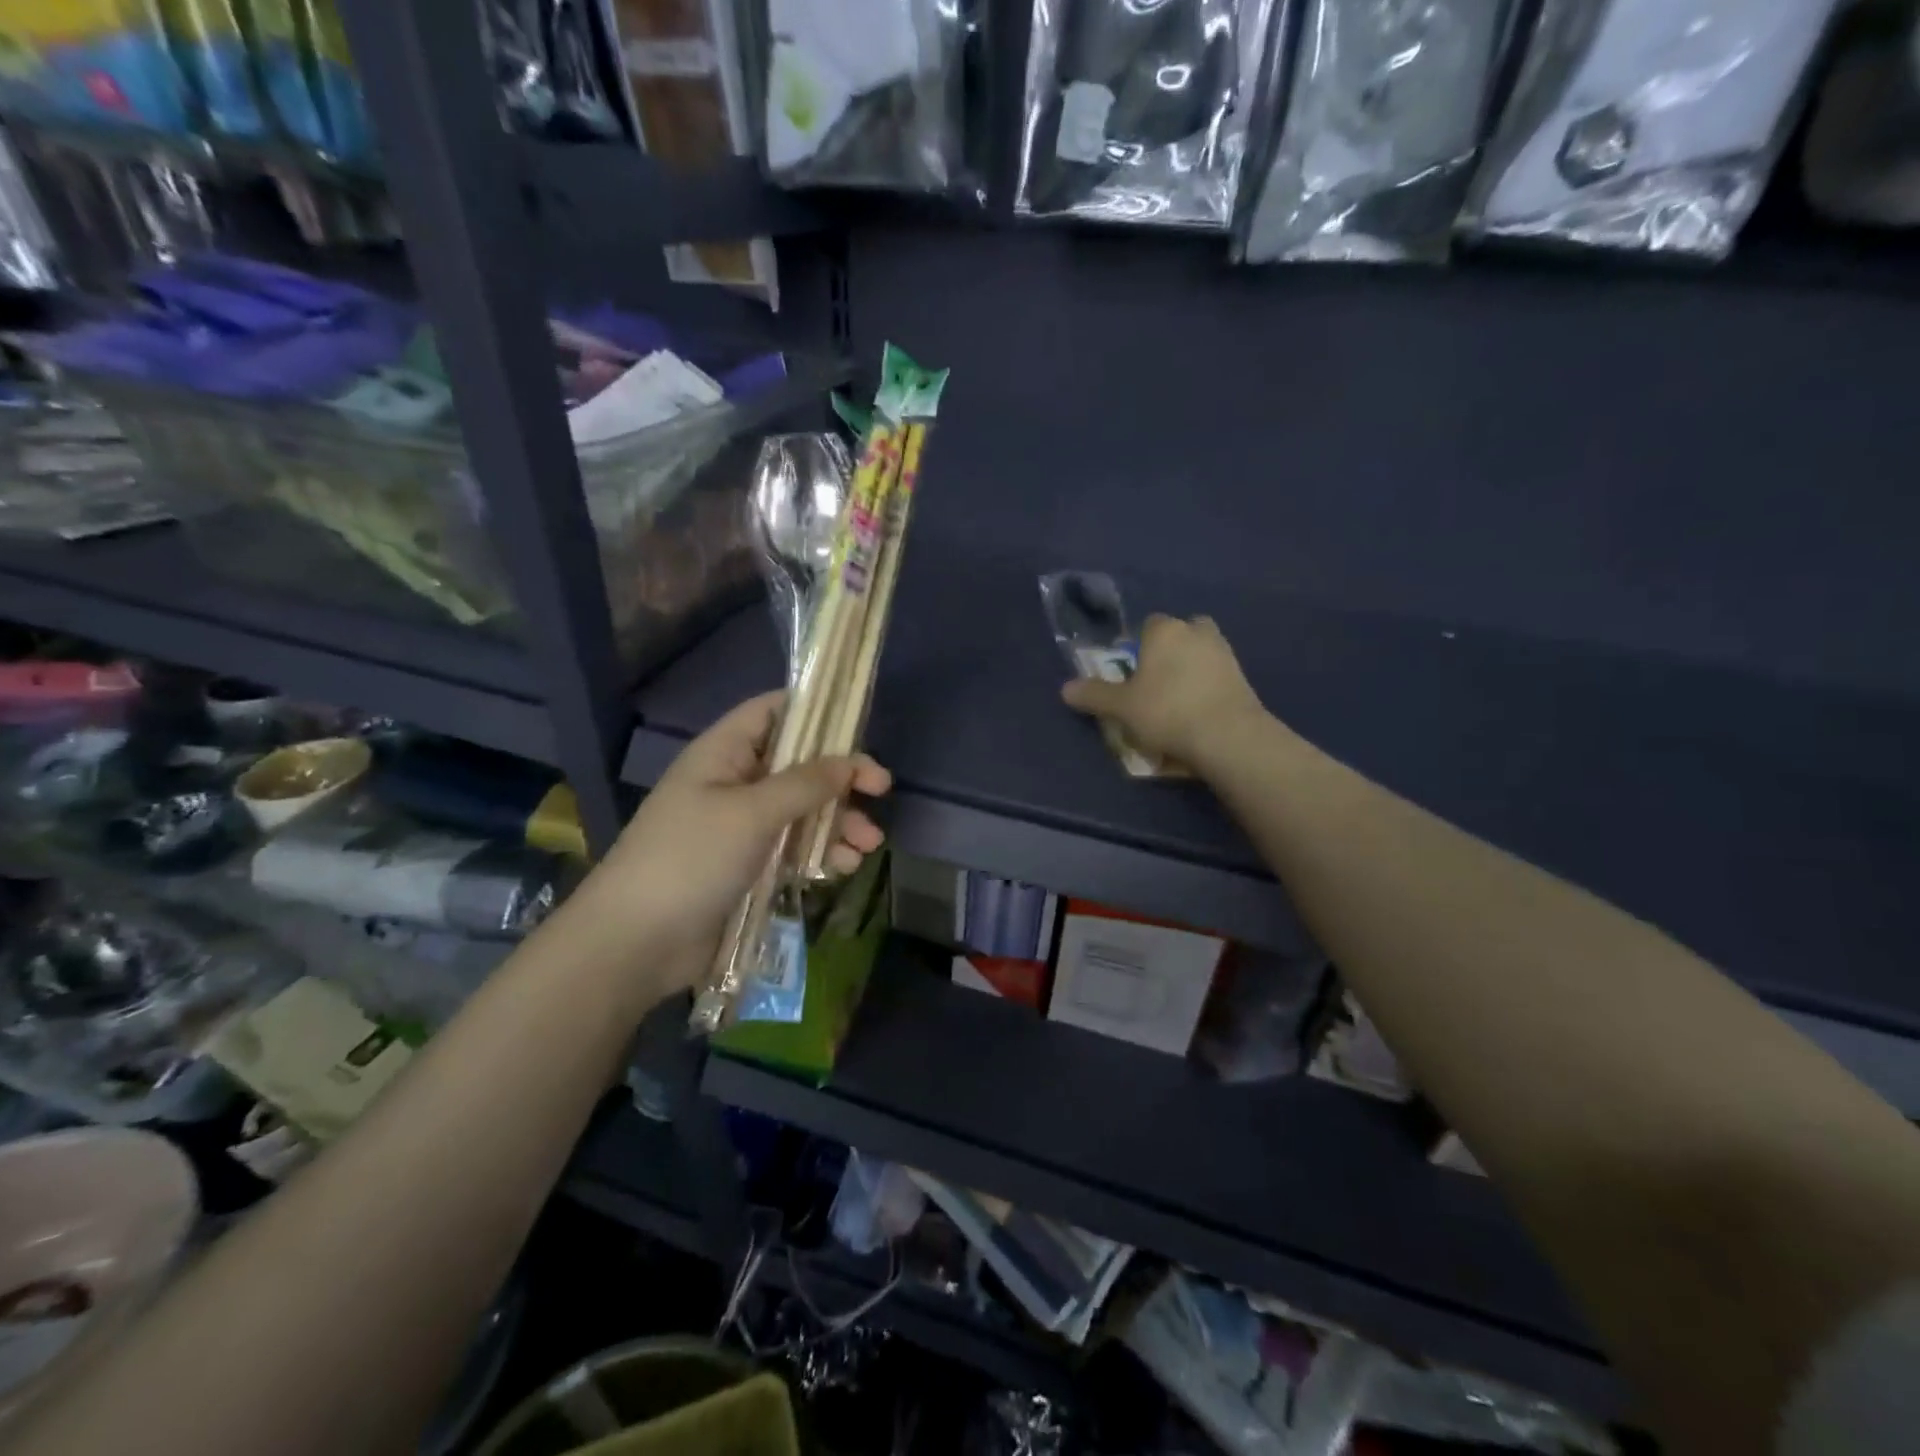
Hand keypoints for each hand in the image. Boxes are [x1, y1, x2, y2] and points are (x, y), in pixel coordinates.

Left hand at [568, 692, 889, 988]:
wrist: (636, 942)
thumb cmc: (691, 859)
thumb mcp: (751, 813)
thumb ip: (805, 783)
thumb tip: (849, 761)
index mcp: (723, 754)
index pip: (773, 712)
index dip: (815, 711)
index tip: (858, 726)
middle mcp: (734, 782)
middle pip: (798, 765)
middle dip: (841, 778)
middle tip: (881, 790)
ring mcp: (741, 827)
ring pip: (802, 811)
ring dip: (839, 823)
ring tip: (868, 845)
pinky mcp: (748, 866)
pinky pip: (793, 848)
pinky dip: (821, 853)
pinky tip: (844, 868)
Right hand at [1061, 614, 1267, 771]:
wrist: (1228, 736)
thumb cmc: (1166, 711)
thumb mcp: (1120, 708)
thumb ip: (1094, 695)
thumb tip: (1065, 688)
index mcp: (1164, 631)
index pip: (1148, 625)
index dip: (1139, 647)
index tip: (1133, 674)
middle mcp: (1197, 632)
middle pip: (1180, 634)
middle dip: (1171, 652)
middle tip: (1157, 684)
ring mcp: (1225, 653)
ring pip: (1202, 654)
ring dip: (1192, 669)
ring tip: (1178, 702)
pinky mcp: (1244, 677)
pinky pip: (1218, 676)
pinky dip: (1209, 688)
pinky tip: (1199, 713)